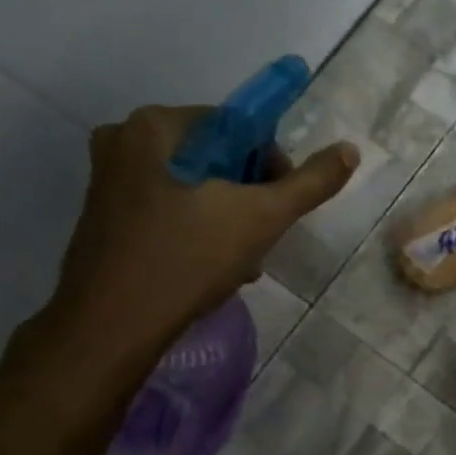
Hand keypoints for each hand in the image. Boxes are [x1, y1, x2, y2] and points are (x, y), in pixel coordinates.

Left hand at [43, 104, 357, 364]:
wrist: (110, 329)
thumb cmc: (186, 259)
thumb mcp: (262, 217)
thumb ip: (310, 182)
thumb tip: (349, 149)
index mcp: (155, 126)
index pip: (237, 126)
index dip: (271, 164)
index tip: (281, 205)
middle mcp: (124, 141)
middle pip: (216, 157)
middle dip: (249, 196)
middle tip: (264, 236)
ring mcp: (109, 181)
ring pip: (194, 187)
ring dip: (228, 218)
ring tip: (243, 261)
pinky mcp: (106, 218)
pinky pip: (169, 209)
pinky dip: (197, 230)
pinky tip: (213, 267)